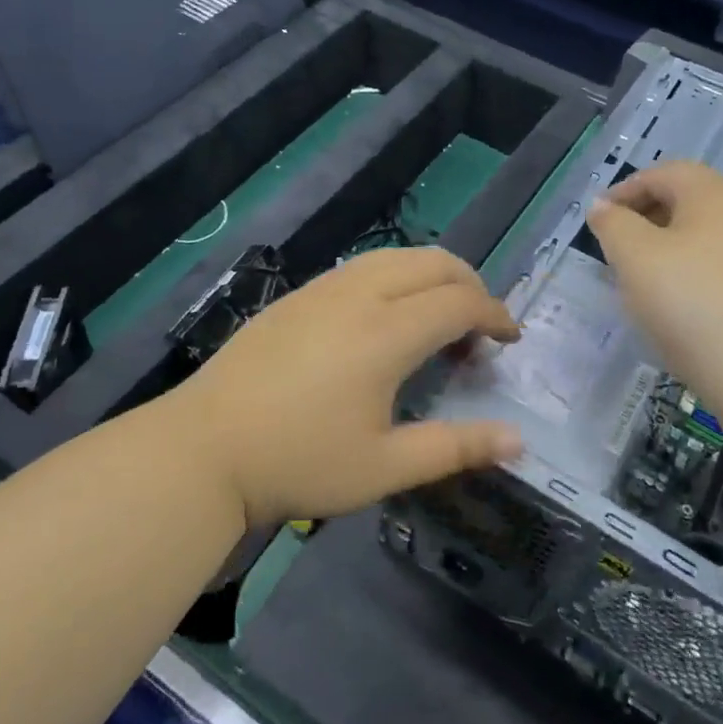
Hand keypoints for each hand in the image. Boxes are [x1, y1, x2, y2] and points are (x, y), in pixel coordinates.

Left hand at [173, 247, 522, 526]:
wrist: (205, 448)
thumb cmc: (299, 462)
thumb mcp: (384, 467)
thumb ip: (455, 447)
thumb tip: (517, 439)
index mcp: (386, 332)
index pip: (459, 302)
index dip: (495, 315)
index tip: (509, 340)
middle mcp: (358, 295)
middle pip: (433, 263)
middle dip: (470, 285)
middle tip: (480, 327)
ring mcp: (322, 288)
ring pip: (395, 257)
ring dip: (430, 277)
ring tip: (438, 318)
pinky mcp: (296, 295)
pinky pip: (362, 267)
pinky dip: (394, 278)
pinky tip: (384, 319)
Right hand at [585, 161, 722, 409]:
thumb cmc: (694, 304)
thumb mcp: (635, 258)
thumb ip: (613, 225)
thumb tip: (604, 207)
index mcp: (715, 195)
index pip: (664, 173)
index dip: (625, 190)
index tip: (599, 219)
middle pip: (693, 203)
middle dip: (650, 220)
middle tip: (619, 251)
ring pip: (714, 240)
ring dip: (676, 252)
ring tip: (649, 286)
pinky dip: (703, 280)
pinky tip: (690, 314)